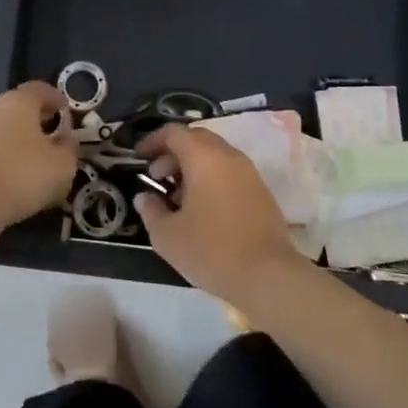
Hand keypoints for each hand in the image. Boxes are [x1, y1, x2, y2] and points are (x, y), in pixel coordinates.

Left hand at [0, 82, 77, 231]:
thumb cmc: (23, 175)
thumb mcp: (62, 165)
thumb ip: (69, 148)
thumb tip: (66, 140)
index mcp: (19, 102)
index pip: (40, 89)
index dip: (55, 97)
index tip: (65, 109)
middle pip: (18, 106)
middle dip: (36, 117)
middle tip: (51, 132)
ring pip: (1, 125)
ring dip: (17, 136)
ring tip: (31, 156)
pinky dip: (1, 152)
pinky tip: (10, 172)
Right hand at [134, 123, 305, 304]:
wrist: (269, 275)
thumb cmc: (212, 250)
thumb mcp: (168, 236)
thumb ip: (151, 211)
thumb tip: (144, 197)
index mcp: (204, 156)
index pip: (174, 132)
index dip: (152, 140)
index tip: (138, 157)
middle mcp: (228, 155)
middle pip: (196, 139)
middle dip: (172, 153)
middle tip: (157, 177)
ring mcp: (248, 172)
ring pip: (214, 155)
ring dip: (192, 167)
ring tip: (176, 196)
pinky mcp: (260, 190)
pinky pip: (229, 171)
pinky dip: (210, 178)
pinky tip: (202, 208)